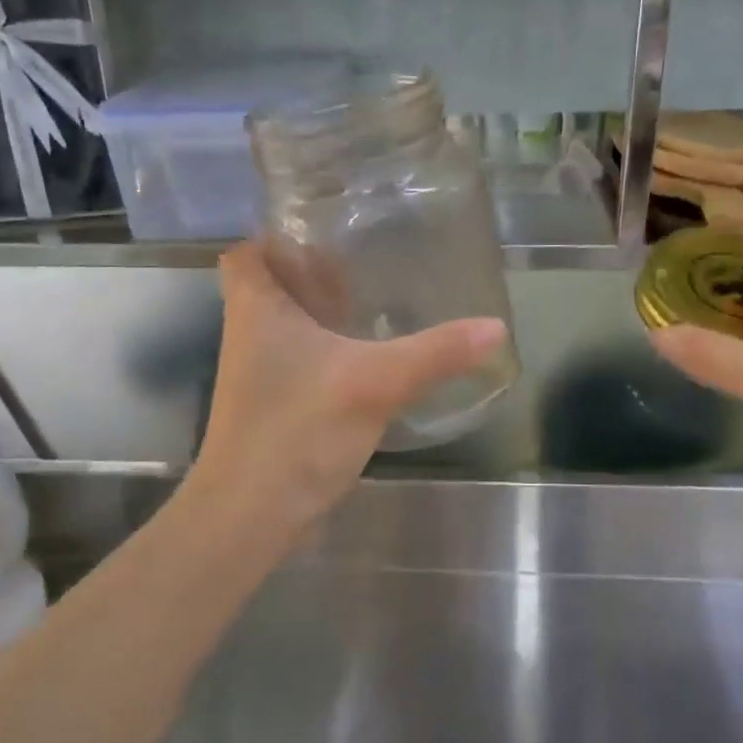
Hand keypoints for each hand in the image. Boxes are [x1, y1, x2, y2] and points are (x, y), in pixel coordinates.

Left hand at [187, 241, 507, 536]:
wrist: (253, 513)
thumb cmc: (298, 430)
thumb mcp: (375, 383)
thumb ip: (436, 353)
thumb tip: (495, 327)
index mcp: (256, 309)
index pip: (247, 251)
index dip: (277, 235)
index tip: (323, 228)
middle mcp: (249, 333)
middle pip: (272, 284)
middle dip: (312, 270)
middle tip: (365, 258)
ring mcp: (261, 373)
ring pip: (289, 325)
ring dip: (323, 311)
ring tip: (377, 298)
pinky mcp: (275, 406)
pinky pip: (301, 361)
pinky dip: (329, 351)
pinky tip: (371, 357)